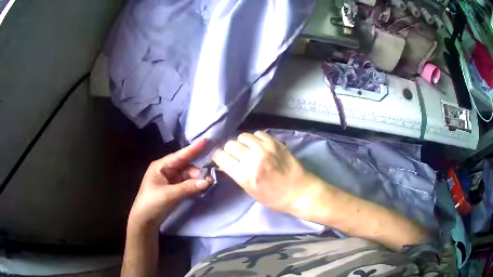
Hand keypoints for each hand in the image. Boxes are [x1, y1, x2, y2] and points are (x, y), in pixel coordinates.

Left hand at [128, 139, 211, 230]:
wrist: (145, 221)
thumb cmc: (152, 203)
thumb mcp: (169, 195)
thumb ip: (188, 187)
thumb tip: (207, 182)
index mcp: (161, 166)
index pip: (179, 155)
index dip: (193, 148)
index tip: (206, 140)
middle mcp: (166, 170)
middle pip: (186, 166)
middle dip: (198, 171)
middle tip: (210, 179)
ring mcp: (170, 180)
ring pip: (188, 175)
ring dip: (197, 179)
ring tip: (208, 185)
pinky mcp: (174, 189)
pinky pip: (187, 184)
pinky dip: (194, 185)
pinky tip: (202, 188)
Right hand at [212, 131, 321, 214]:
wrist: (300, 191)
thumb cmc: (275, 197)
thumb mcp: (250, 191)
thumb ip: (237, 174)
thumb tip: (226, 162)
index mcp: (245, 175)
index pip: (221, 157)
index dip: (219, 157)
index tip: (221, 159)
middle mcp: (253, 158)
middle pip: (230, 144)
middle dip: (229, 150)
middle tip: (235, 156)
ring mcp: (265, 148)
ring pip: (243, 136)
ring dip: (242, 143)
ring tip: (248, 150)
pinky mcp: (275, 142)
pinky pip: (257, 133)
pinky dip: (255, 139)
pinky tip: (259, 146)